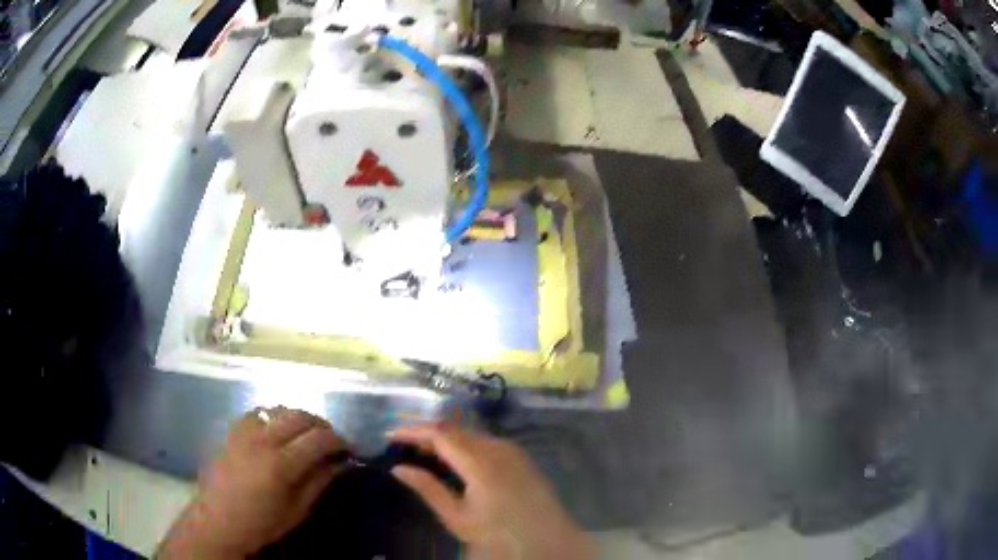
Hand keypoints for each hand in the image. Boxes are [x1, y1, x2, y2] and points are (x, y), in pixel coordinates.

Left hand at [157, 407, 347, 558]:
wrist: (218, 521)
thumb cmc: (261, 523)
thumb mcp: (297, 511)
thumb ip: (319, 483)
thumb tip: (340, 464)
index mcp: (281, 464)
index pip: (318, 439)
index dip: (339, 440)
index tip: (349, 449)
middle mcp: (263, 440)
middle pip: (299, 416)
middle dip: (321, 424)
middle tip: (331, 439)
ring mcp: (244, 432)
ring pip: (278, 409)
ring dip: (297, 417)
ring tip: (305, 433)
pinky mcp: (232, 431)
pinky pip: (257, 413)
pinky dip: (273, 417)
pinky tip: (275, 430)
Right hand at [390, 424, 595, 559]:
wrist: (549, 539)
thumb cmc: (499, 533)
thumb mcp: (457, 517)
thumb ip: (427, 488)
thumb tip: (398, 468)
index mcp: (479, 461)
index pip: (439, 433)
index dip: (412, 431)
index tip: (390, 436)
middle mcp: (497, 447)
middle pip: (454, 430)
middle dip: (426, 434)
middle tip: (403, 447)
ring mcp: (511, 449)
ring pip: (470, 434)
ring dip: (445, 439)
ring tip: (423, 453)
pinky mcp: (519, 456)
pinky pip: (485, 442)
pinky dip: (464, 445)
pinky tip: (454, 461)